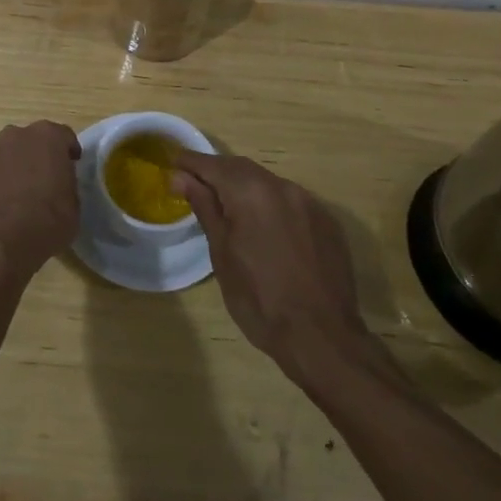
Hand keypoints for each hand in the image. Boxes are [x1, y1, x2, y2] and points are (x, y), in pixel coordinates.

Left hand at [0, 121, 81, 278]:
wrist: (3, 241)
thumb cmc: (49, 219)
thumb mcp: (74, 202)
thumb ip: (66, 182)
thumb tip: (59, 183)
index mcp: (47, 137)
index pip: (63, 136)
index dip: (69, 151)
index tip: (72, 165)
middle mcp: (16, 136)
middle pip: (31, 141)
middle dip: (39, 155)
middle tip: (46, 178)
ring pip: (8, 156)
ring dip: (16, 168)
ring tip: (22, 195)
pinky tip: (3, 207)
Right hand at [172, 152, 385, 382]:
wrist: (322, 338)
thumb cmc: (259, 299)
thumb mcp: (222, 254)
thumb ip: (204, 208)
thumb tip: (181, 177)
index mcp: (252, 193)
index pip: (213, 165)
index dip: (190, 162)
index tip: (172, 163)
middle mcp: (283, 187)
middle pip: (242, 168)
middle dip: (217, 171)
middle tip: (194, 183)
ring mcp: (310, 203)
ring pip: (268, 182)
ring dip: (245, 187)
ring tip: (227, 205)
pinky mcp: (328, 222)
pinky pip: (291, 200)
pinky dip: (270, 203)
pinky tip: (264, 225)